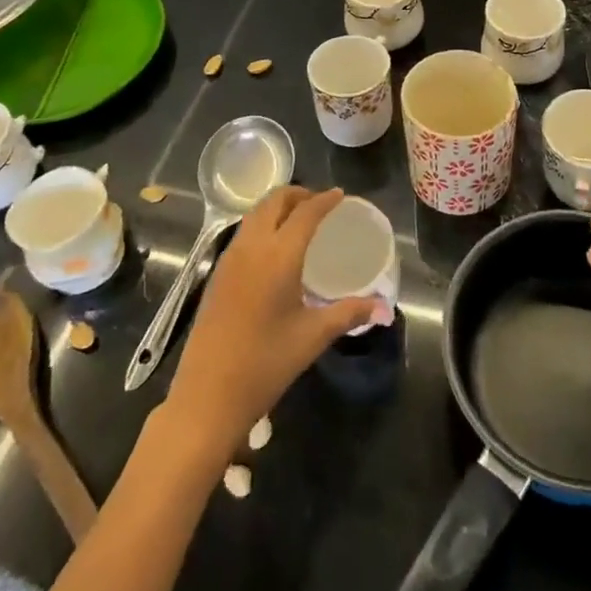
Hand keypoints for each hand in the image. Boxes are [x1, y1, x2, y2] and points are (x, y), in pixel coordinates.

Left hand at [166, 187, 382, 451]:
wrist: (207, 396)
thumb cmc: (265, 364)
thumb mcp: (313, 337)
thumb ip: (349, 313)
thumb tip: (383, 307)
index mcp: (279, 255)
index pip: (305, 212)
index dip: (324, 200)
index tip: (340, 195)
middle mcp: (252, 246)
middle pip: (274, 201)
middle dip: (298, 194)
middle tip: (320, 203)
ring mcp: (230, 258)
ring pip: (255, 214)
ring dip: (278, 207)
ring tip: (299, 219)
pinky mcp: (217, 273)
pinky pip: (244, 232)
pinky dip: (263, 224)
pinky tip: (274, 247)